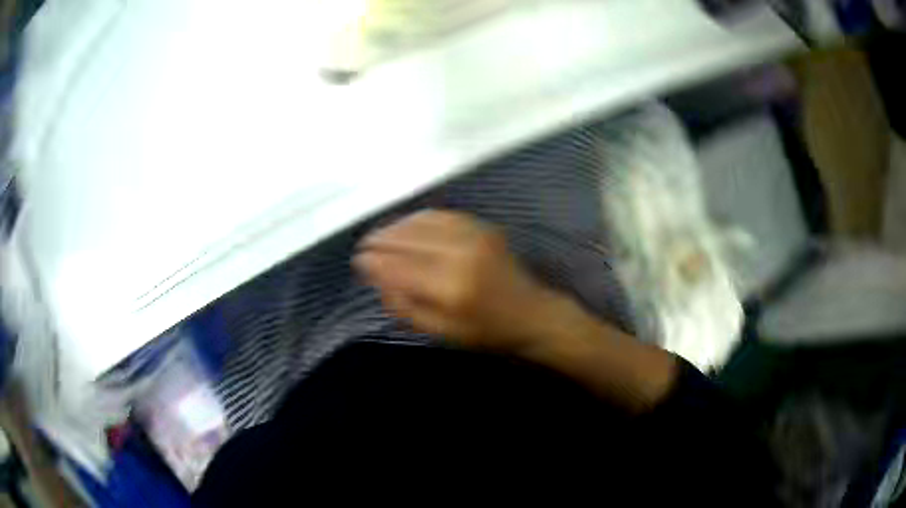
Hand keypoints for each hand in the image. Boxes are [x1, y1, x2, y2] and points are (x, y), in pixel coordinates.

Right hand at [354, 210, 557, 352]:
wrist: (531, 314)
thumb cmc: (485, 332)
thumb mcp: (441, 332)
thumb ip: (405, 306)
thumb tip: (378, 279)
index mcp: (450, 287)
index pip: (399, 267)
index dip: (374, 261)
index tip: (358, 260)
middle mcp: (460, 255)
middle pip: (408, 239)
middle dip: (380, 240)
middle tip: (364, 245)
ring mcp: (473, 236)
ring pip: (422, 222)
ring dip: (396, 226)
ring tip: (380, 235)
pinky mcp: (482, 227)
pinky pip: (441, 215)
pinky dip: (418, 218)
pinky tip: (407, 225)